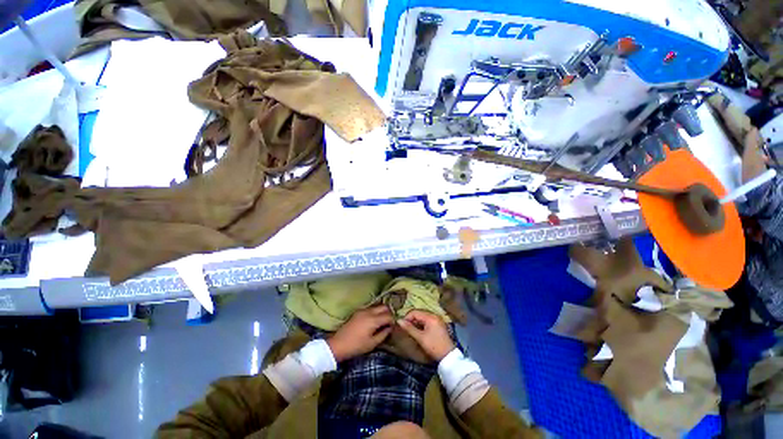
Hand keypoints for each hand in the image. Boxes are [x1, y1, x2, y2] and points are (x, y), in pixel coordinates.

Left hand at [327, 305, 393, 361]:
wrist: (338, 344)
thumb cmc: (356, 346)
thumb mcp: (372, 343)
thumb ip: (383, 334)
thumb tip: (390, 328)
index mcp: (373, 319)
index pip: (388, 315)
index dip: (393, 320)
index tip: (394, 326)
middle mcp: (369, 311)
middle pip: (384, 306)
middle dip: (389, 313)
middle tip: (389, 322)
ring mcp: (363, 310)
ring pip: (377, 306)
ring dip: (382, 311)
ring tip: (382, 321)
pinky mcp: (358, 311)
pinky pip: (370, 308)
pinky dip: (375, 312)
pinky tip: (374, 320)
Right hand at [398, 310, 454, 360]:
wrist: (449, 356)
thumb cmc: (434, 346)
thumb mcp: (420, 338)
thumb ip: (409, 328)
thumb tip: (399, 321)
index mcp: (430, 316)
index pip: (415, 312)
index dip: (407, 318)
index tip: (402, 326)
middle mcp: (434, 315)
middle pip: (419, 313)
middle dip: (411, 320)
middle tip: (406, 329)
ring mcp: (437, 319)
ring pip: (423, 317)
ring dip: (416, 323)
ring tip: (411, 331)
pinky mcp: (438, 324)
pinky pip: (427, 321)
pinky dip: (422, 325)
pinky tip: (419, 332)